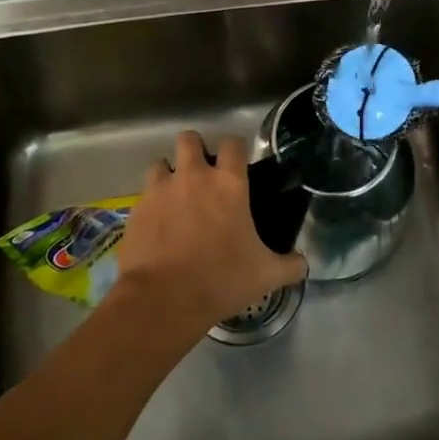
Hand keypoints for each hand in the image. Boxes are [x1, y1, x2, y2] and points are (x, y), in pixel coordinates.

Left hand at [116, 131, 306, 338]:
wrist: (163, 299)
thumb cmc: (222, 279)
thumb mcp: (266, 275)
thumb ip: (290, 265)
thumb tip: (303, 264)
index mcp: (228, 184)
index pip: (233, 144)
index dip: (236, 149)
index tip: (238, 164)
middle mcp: (193, 177)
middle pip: (189, 140)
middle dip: (195, 150)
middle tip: (203, 175)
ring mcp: (159, 191)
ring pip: (160, 164)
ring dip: (169, 175)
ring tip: (176, 198)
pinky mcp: (135, 211)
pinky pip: (143, 197)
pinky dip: (151, 205)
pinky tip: (158, 227)